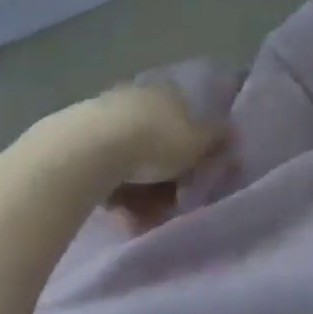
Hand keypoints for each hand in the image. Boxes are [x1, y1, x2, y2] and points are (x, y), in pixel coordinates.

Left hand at [44, 82, 230, 230]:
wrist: (86, 151)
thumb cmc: (155, 141)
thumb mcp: (197, 144)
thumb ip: (217, 140)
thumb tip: (234, 133)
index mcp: (168, 93)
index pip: (188, 118)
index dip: (195, 150)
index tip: (195, 177)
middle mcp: (137, 99)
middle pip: (159, 143)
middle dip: (168, 178)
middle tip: (172, 204)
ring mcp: (105, 118)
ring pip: (132, 161)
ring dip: (144, 193)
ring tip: (146, 220)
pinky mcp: (77, 143)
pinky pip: (106, 172)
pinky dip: (117, 194)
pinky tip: (121, 216)